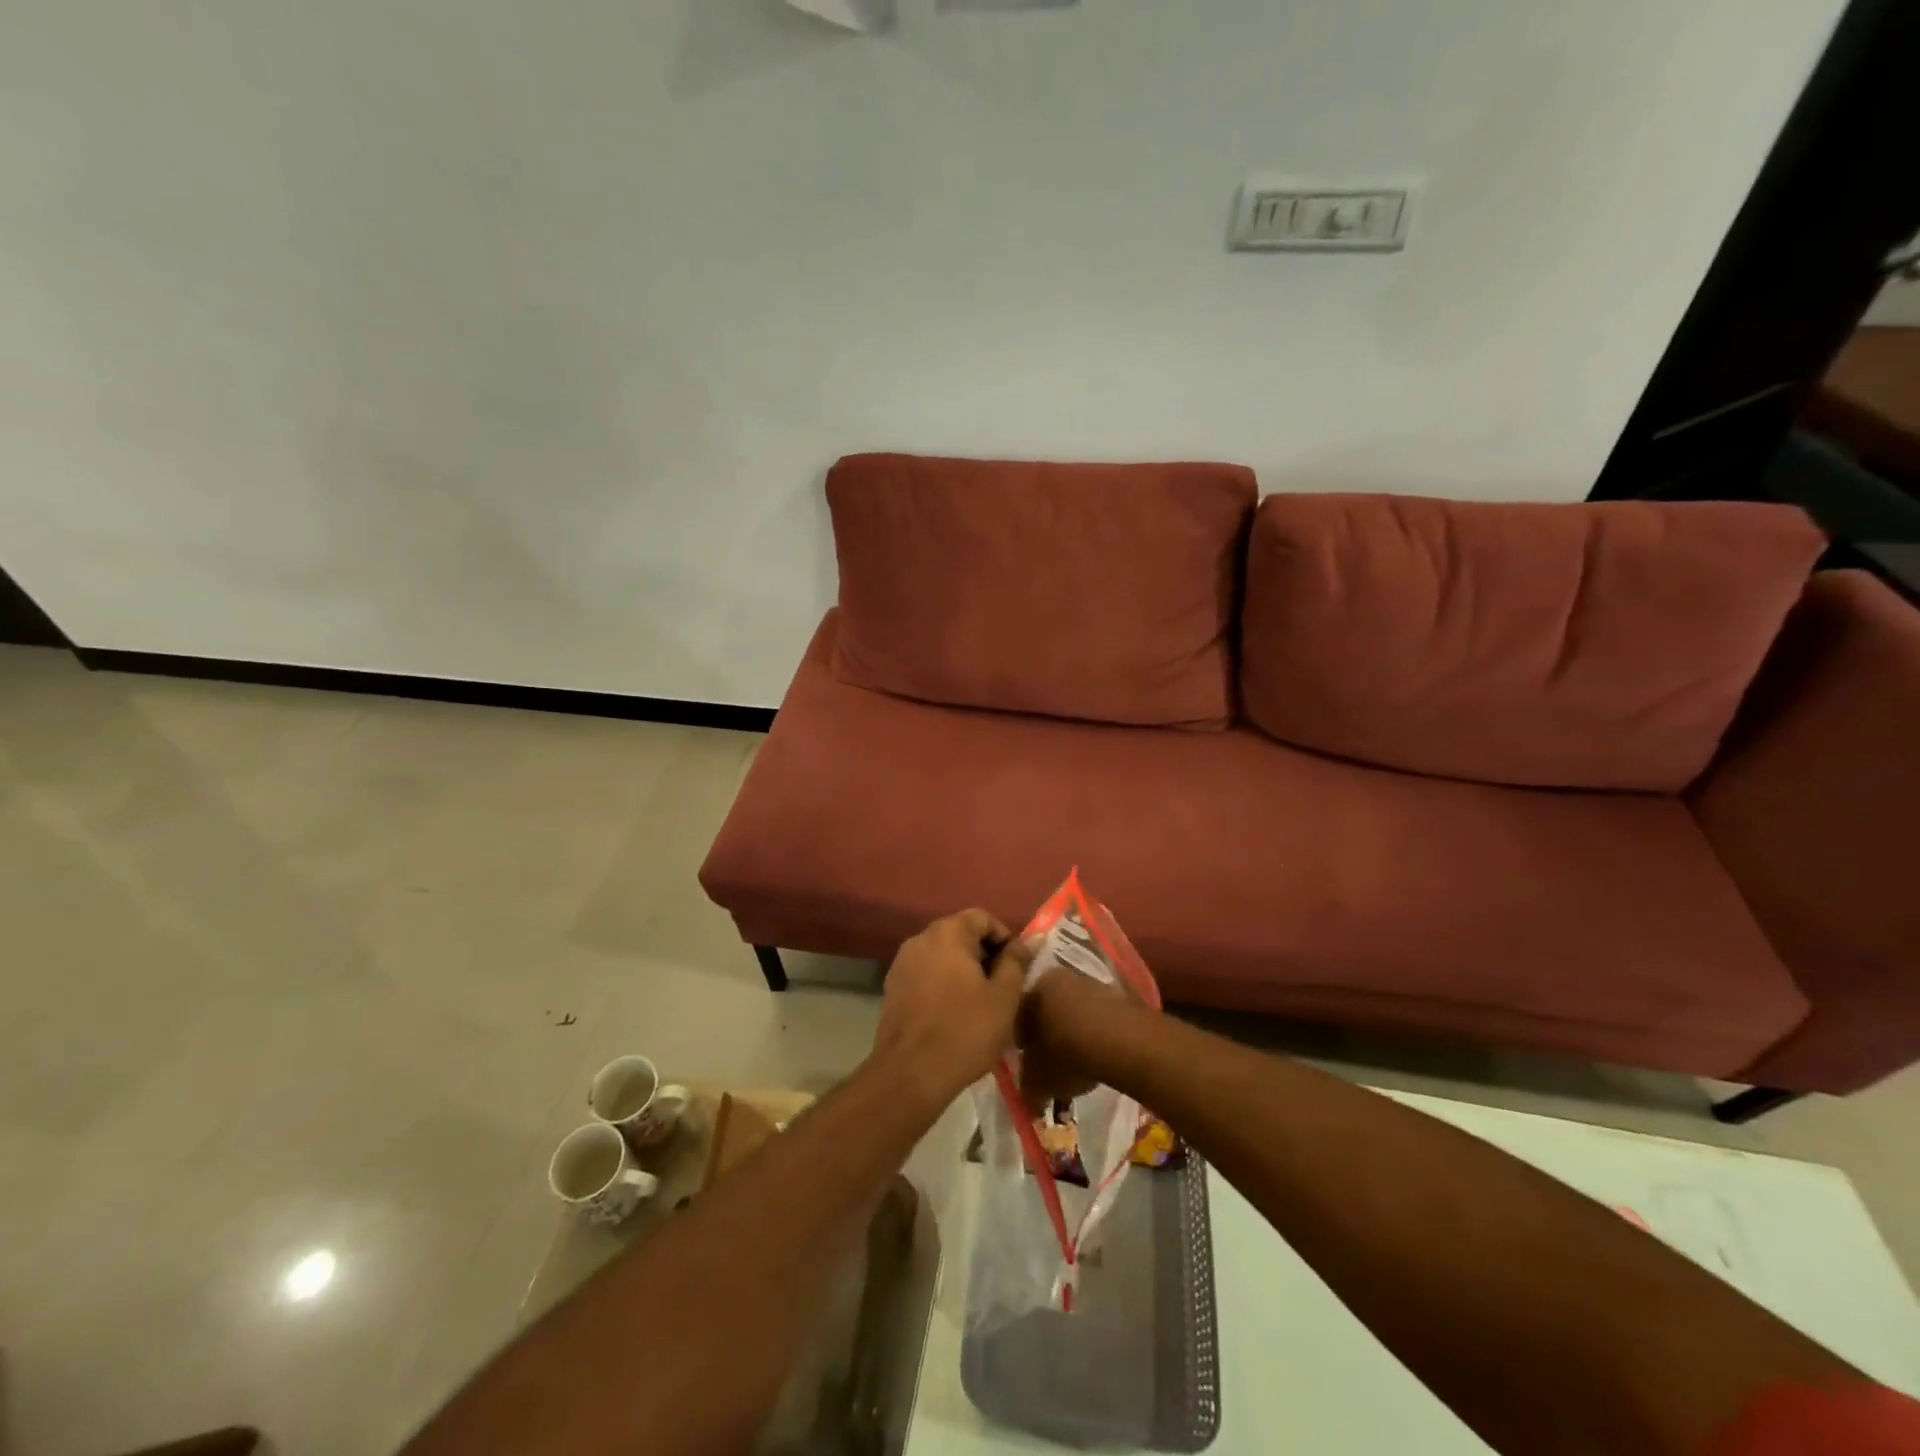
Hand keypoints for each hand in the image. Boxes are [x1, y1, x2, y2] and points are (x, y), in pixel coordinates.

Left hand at [875, 910, 1034, 1100]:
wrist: (910, 1074)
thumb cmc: (965, 1031)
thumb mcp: (1003, 996)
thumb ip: (1017, 961)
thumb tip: (1031, 938)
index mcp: (947, 933)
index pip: (982, 917)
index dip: (1004, 938)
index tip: (1016, 968)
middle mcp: (920, 939)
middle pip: (961, 934)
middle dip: (985, 955)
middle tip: (1002, 988)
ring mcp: (902, 963)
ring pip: (943, 955)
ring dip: (964, 970)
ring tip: (980, 1003)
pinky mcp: (892, 987)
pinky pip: (926, 974)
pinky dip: (943, 984)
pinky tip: (954, 1014)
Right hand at [1017, 965, 1129, 1112]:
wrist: (1123, 1042)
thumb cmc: (1068, 1055)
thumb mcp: (1038, 1081)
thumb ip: (1027, 1086)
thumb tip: (1030, 1094)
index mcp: (1031, 989)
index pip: (1016, 1016)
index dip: (1019, 1041)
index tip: (1025, 1062)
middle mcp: (1056, 977)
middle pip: (1045, 1009)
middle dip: (1046, 1033)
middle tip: (1050, 1061)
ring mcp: (1089, 981)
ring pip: (1071, 1009)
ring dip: (1071, 1030)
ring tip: (1078, 1060)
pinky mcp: (1115, 993)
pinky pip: (1096, 1014)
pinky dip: (1094, 1031)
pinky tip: (1099, 1053)